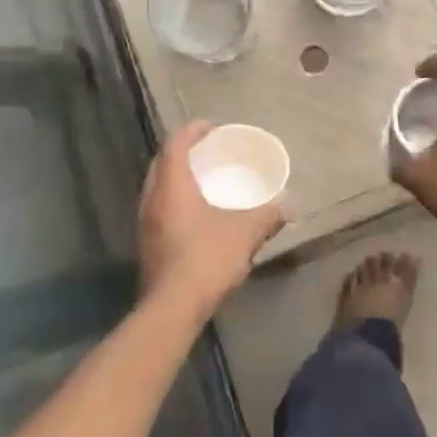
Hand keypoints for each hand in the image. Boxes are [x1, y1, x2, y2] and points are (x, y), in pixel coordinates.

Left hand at [138, 121, 285, 317]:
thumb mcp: (245, 234)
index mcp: (172, 186)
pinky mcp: (147, 243)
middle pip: (162, 162)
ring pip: (157, 186)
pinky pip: (159, 207)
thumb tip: (291, 204)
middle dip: (183, 151)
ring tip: (202, 178)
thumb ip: (268, 215)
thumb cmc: (206, 259)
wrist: (171, 309)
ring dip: (177, 176)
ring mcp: (145, 223)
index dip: (192, 130)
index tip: (211, 127)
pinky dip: (175, 198)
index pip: (175, 144)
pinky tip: (195, 212)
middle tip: (207, 151)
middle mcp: (152, 199)